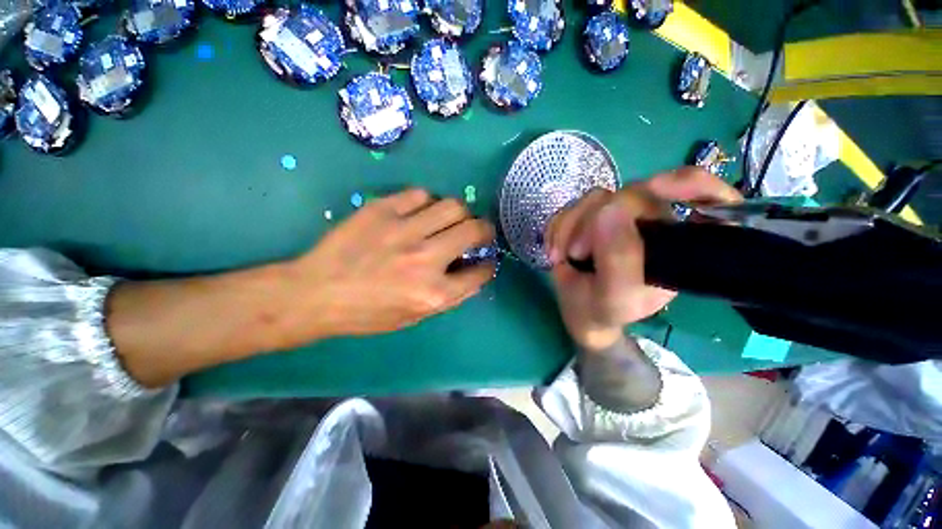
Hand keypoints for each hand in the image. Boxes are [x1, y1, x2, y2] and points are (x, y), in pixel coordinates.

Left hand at [283, 188, 495, 340]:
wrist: (316, 293)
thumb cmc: (366, 313)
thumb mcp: (413, 317)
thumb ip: (448, 296)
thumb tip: (473, 273)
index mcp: (433, 293)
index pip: (479, 273)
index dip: (488, 266)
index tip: (486, 261)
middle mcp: (425, 259)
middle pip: (474, 230)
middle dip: (485, 230)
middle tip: (478, 232)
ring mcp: (404, 231)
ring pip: (452, 206)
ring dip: (460, 214)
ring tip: (450, 220)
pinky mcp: (382, 210)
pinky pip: (420, 194)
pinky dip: (428, 203)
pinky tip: (421, 212)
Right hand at [544, 167, 741, 350]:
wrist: (577, 310)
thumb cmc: (603, 311)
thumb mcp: (615, 298)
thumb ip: (619, 260)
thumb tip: (608, 210)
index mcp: (674, 245)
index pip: (708, 201)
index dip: (693, 185)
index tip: (657, 188)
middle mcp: (652, 224)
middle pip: (631, 194)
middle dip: (592, 224)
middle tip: (575, 254)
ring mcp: (618, 216)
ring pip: (595, 198)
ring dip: (569, 228)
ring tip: (560, 257)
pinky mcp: (590, 215)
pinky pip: (572, 206)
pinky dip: (557, 228)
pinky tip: (555, 250)